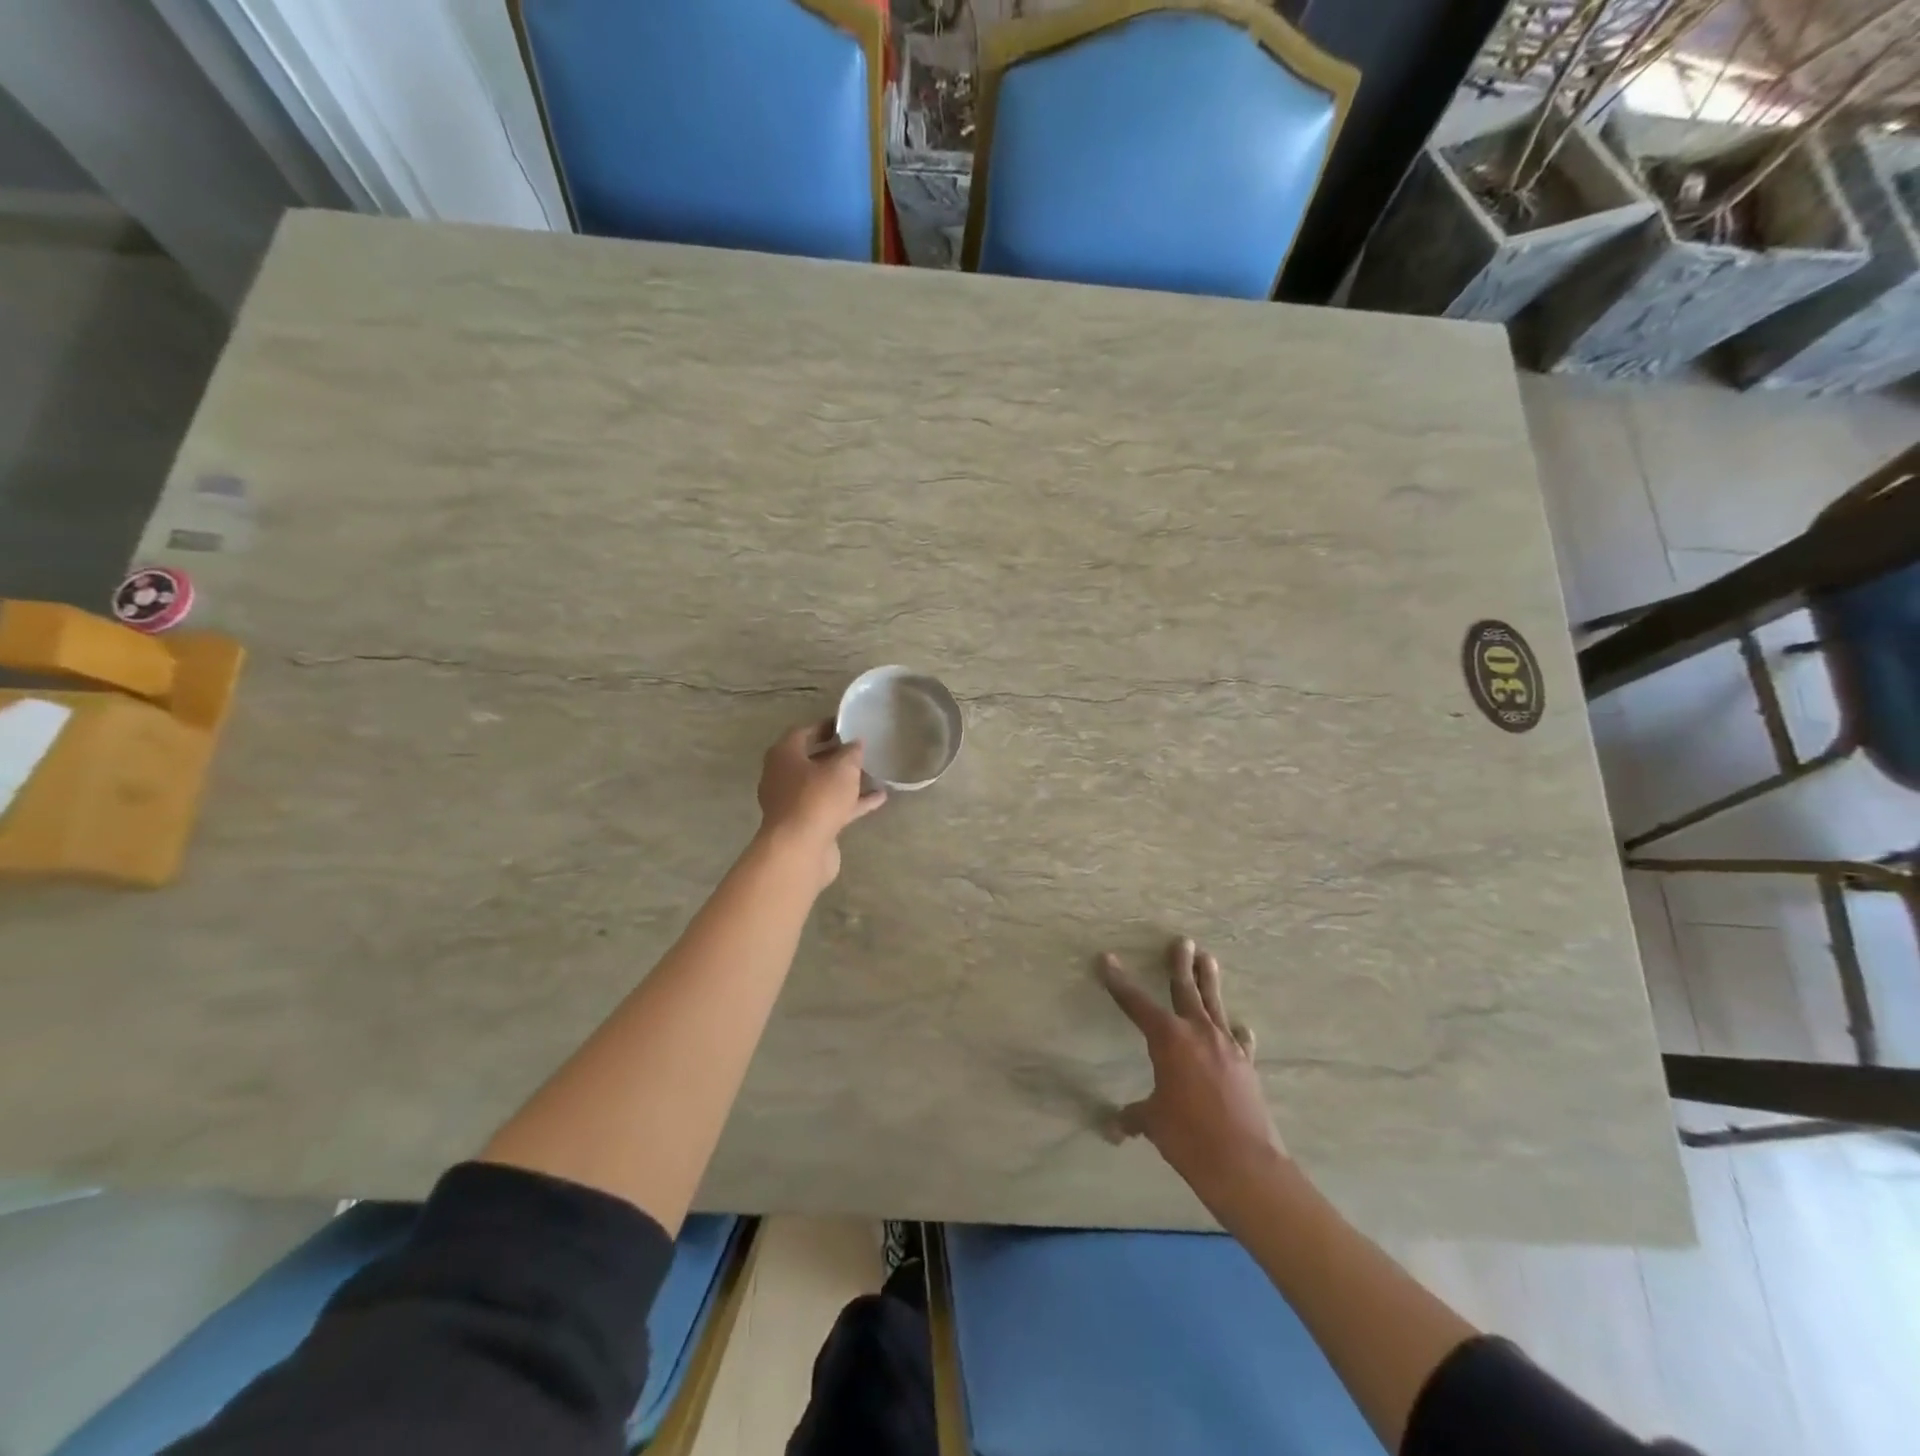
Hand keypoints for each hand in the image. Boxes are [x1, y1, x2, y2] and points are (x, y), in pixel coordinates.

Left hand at [756, 720, 886, 889]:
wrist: (800, 849)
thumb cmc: (817, 798)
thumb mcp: (842, 768)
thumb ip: (851, 752)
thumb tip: (855, 743)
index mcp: (784, 755)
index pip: (804, 732)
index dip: (826, 726)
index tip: (847, 725)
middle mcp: (783, 776)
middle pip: (812, 760)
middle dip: (836, 754)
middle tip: (861, 748)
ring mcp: (793, 803)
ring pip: (822, 786)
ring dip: (846, 780)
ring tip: (874, 773)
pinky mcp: (807, 825)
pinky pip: (831, 807)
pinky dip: (852, 802)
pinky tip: (878, 798)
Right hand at [1099, 938, 1285, 1207]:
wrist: (1244, 1163)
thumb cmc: (1189, 1137)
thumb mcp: (1154, 1123)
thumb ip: (1134, 1118)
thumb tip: (1114, 1128)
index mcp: (1168, 1039)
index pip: (1136, 1004)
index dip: (1119, 982)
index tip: (1106, 959)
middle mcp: (1197, 1033)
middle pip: (1185, 989)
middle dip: (1180, 964)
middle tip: (1182, 941)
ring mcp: (1226, 1046)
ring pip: (1215, 1004)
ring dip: (1209, 981)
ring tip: (1209, 958)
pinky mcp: (1246, 1065)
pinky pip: (1238, 1040)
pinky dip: (1235, 1032)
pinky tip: (1239, 1028)